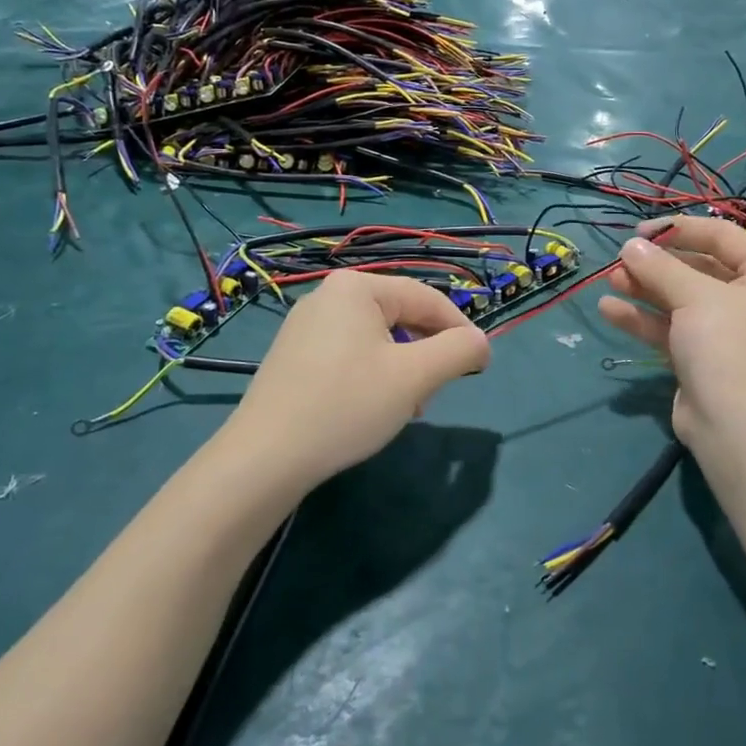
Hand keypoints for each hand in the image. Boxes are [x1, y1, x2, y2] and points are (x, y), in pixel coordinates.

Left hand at [224, 270, 488, 492]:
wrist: (265, 458)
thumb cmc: (347, 405)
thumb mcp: (415, 377)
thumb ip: (459, 351)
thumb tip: (480, 343)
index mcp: (356, 288)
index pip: (427, 298)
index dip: (460, 330)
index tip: (480, 365)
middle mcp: (328, 295)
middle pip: (401, 316)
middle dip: (426, 354)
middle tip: (435, 393)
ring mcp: (306, 325)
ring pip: (377, 338)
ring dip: (402, 369)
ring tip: (405, 407)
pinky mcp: (294, 355)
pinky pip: (350, 353)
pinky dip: (372, 375)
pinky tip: (371, 408)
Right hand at [598, 216, 745, 444]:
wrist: (734, 428)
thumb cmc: (727, 346)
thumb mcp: (694, 297)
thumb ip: (660, 267)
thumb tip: (629, 246)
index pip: (723, 237)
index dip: (680, 229)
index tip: (641, 232)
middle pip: (699, 268)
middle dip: (657, 264)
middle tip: (621, 259)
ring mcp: (728, 331)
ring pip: (681, 299)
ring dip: (645, 288)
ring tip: (609, 279)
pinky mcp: (703, 357)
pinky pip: (672, 327)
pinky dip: (644, 318)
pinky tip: (609, 309)